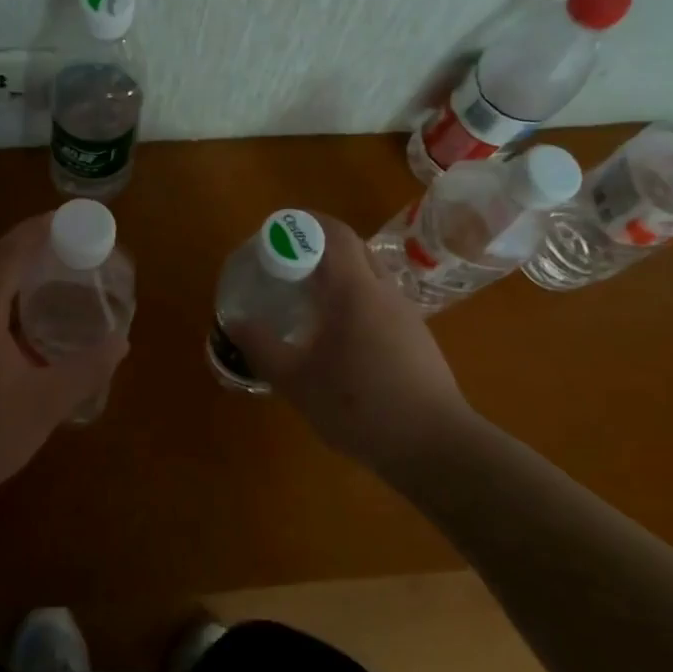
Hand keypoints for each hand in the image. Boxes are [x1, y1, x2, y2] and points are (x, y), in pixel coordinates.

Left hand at [0, 214, 128, 518]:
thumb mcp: (46, 404)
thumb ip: (87, 369)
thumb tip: (121, 341)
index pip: (10, 252)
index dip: (38, 230)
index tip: (66, 217)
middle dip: (26, 243)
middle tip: (65, 241)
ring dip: (10, 267)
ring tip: (46, 268)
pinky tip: (18, 312)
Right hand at [236, 216, 473, 474]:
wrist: (436, 448)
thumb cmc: (360, 407)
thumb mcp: (297, 381)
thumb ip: (262, 347)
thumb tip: (236, 322)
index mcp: (355, 290)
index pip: (333, 233)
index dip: (302, 222)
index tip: (274, 233)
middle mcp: (384, 291)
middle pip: (351, 248)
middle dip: (316, 246)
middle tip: (284, 264)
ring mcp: (405, 314)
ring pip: (367, 275)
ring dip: (337, 274)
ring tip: (305, 299)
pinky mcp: (416, 338)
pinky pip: (378, 300)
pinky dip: (353, 299)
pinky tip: (337, 336)